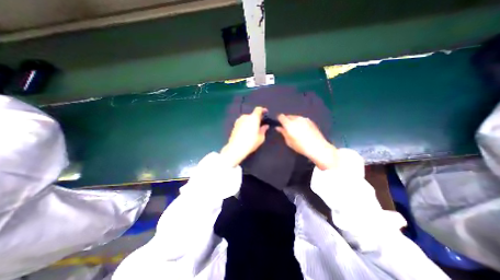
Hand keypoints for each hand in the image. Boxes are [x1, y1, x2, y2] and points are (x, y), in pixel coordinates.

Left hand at [222, 106, 269, 165]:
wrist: (236, 148)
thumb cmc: (250, 142)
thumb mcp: (260, 137)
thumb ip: (263, 130)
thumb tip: (265, 126)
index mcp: (253, 118)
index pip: (258, 109)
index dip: (262, 110)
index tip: (265, 112)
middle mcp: (245, 117)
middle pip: (252, 115)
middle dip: (256, 118)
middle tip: (259, 125)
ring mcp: (239, 121)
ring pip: (247, 119)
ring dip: (250, 122)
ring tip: (253, 130)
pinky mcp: (234, 125)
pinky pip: (242, 122)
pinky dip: (245, 125)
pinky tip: (246, 132)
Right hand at [275, 114, 337, 169]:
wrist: (317, 147)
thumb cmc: (300, 146)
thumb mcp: (289, 141)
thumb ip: (283, 132)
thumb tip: (278, 127)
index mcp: (289, 124)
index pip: (281, 116)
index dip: (279, 120)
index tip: (280, 125)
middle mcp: (296, 119)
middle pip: (288, 116)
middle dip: (286, 120)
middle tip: (287, 128)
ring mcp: (304, 119)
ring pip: (295, 117)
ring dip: (293, 121)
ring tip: (295, 129)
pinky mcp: (310, 121)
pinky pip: (302, 119)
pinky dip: (300, 122)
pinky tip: (302, 130)